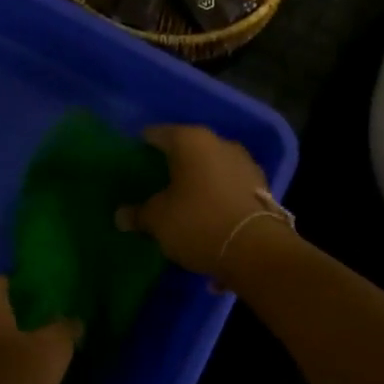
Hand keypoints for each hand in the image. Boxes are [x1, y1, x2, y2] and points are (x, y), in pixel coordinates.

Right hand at [117, 124, 279, 279]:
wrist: (257, 249)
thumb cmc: (198, 222)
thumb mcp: (158, 220)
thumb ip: (138, 214)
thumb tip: (121, 216)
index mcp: (190, 140)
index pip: (157, 134)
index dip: (142, 146)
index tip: (132, 160)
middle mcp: (220, 143)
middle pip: (188, 149)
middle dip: (173, 164)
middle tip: (155, 182)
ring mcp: (244, 163)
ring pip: (212, 166)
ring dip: (199, 180)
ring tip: (183, 200)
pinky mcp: (261, 186)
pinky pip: (229, 185)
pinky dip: (217, 195)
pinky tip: (209, 213)